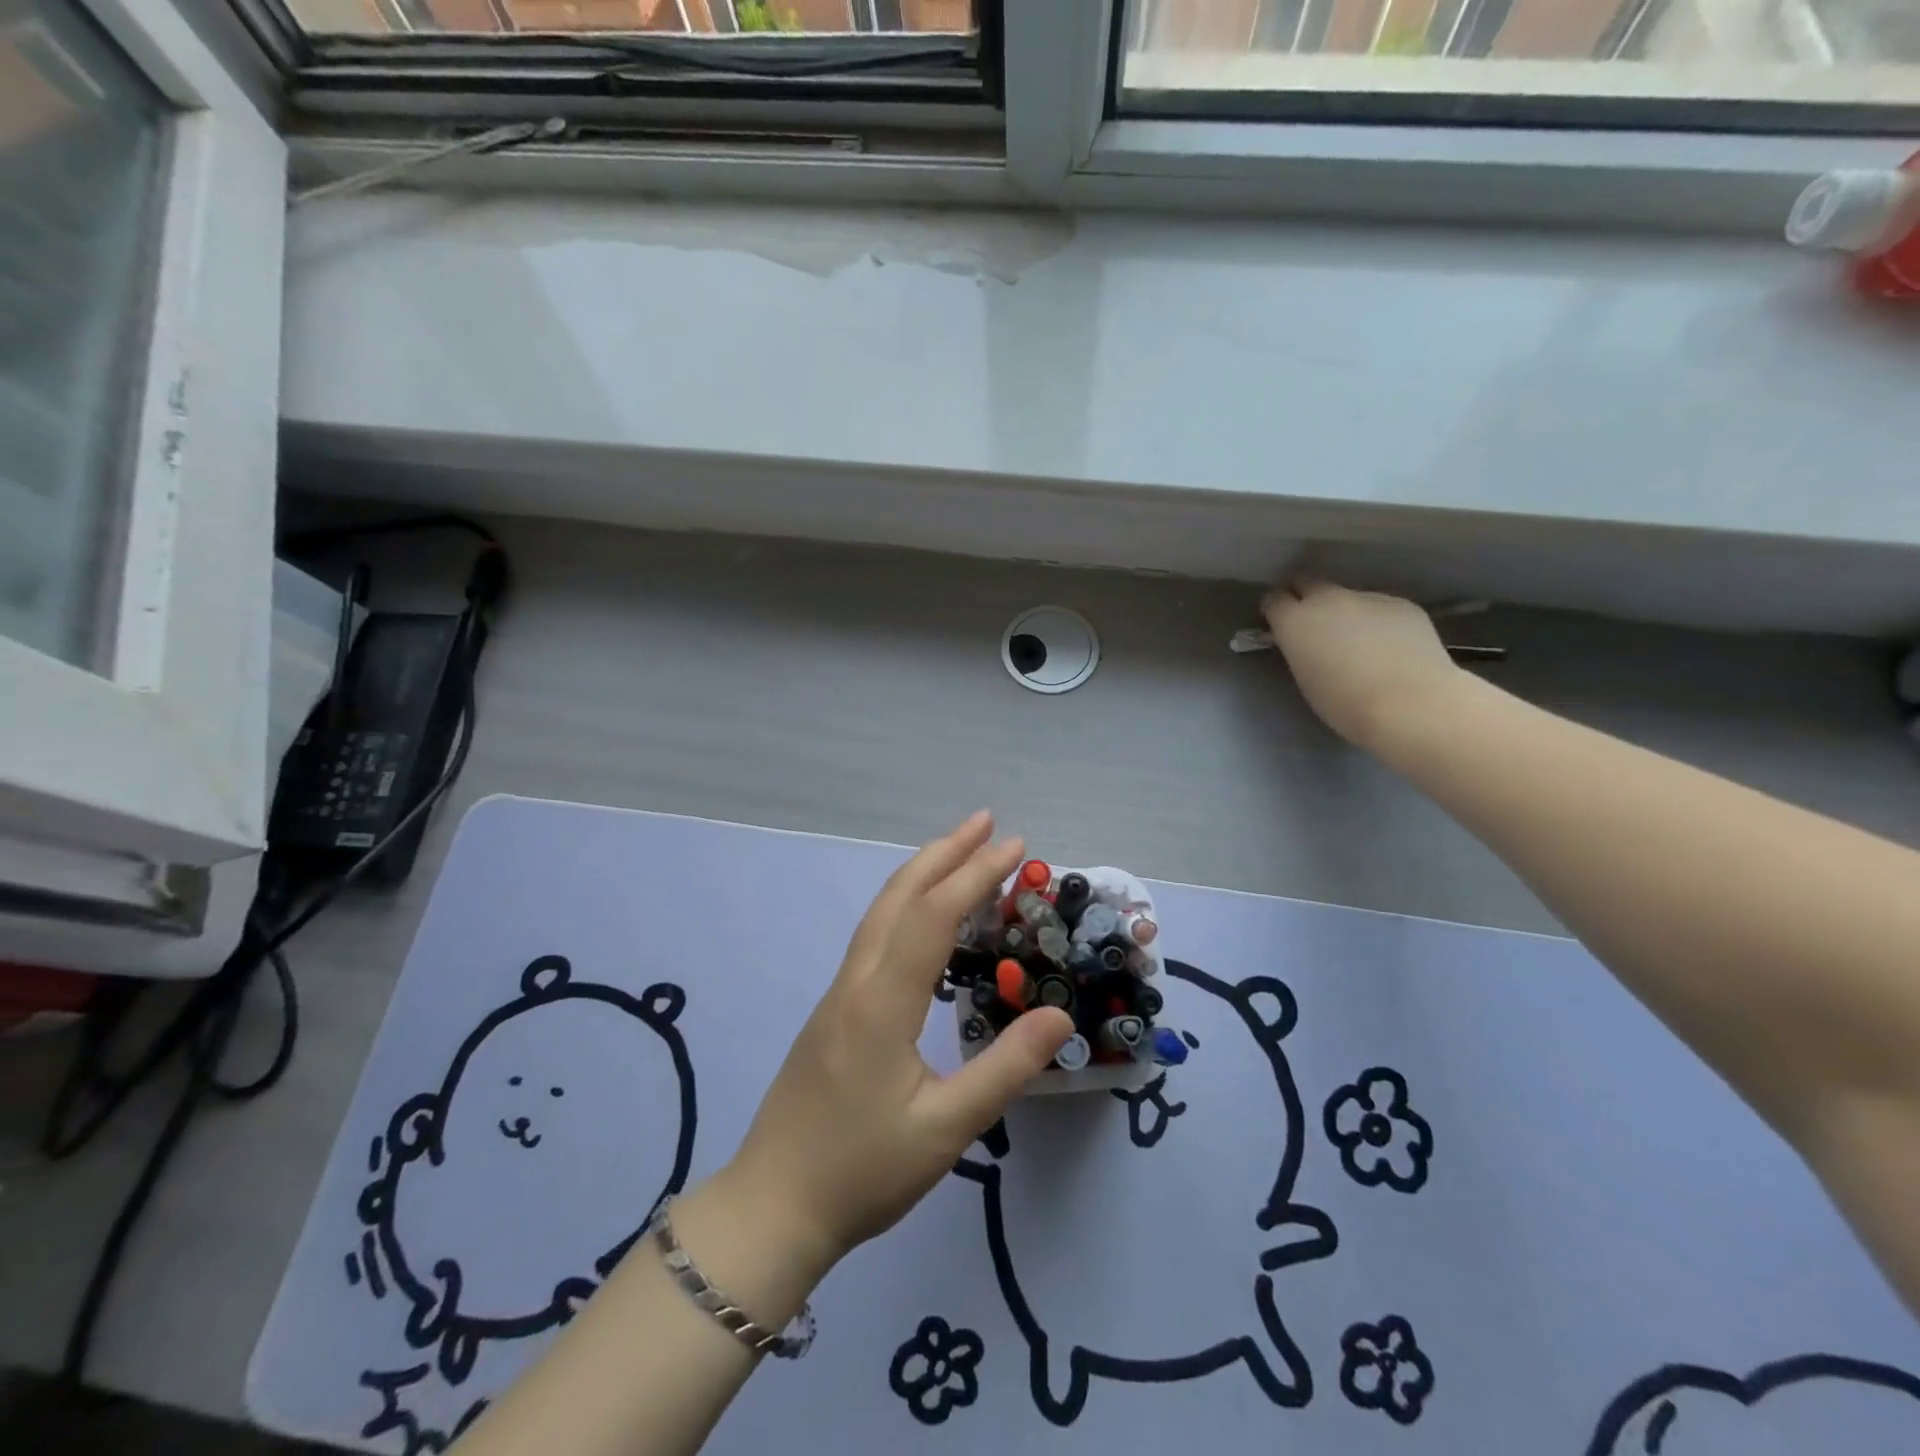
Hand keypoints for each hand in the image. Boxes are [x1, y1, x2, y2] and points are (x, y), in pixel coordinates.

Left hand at [718, 812, 1072, 1271]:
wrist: (772, 1207)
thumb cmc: (861, 1173)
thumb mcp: (946, 1130)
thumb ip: (1005, 1069)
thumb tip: (1060, 1013)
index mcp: (882, 1002)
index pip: (934, 916)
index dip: (975, 874)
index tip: (1016, 847)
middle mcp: (857, 982)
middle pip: (900, 896)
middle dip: (945, 852)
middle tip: (988, 823)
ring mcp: (839, 994)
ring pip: (881, 912)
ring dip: (922, 873)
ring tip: (960, 852)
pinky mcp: (834, 1010)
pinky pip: (875, 936)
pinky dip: (906, 905)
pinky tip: (924, 919)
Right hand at [1263, 579, 1462, 749]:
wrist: (1410, 704)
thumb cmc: (1344, 703)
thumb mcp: (1305, 678)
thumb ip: (1300, 649)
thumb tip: (1306, 641)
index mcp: (1295, 621)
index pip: (1274, 599)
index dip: (1275, 611)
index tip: (1279, 626)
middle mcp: (1328, 599)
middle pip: (1307, 582)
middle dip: (1304, 596)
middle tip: (1312, 624)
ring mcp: (1368, 597)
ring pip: (1347, 596)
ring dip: (1345, 612)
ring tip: (1360, 643)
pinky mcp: (1402, 604)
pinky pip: (1380, 607)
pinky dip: (1378, 621)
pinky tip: (1389, 647)